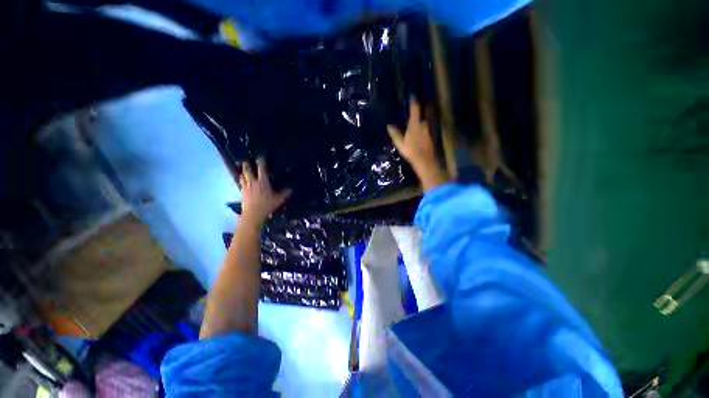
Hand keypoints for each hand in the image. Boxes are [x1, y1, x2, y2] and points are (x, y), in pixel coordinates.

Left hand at [239, 157, 290, 225]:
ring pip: (242, 176)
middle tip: (245, 160)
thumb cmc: (267, 205)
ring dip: (243, 172)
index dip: (261, 161)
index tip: (261, 156)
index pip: (261, 168)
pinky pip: (241, 183)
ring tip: (243, 170)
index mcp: (263, 181)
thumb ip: (285, 193)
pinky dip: (241, 180)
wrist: (253, 214)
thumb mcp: (278, 199)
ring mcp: (246, 186)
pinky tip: (242, 181)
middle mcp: (253, 182)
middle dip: (246, 164)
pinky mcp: (242, 192)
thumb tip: (291, 189)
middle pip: (247, 170)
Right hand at [387, 101, 447, 191]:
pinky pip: (424, 132)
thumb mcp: (400, 143)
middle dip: (416, 117)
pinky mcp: (430, 137)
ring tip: (413, 131)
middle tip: (410, 119)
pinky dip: (421, 133)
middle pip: (419, 118)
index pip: (415, 109)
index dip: (413, 102)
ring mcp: (428, 131)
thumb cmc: (411, 151)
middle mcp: (423, 125)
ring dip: (419, 126)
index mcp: (415, 124)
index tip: (412, 97)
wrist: (424, 160)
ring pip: (423, 125)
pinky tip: (417, 139)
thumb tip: (389, 126)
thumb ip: (395, 134)